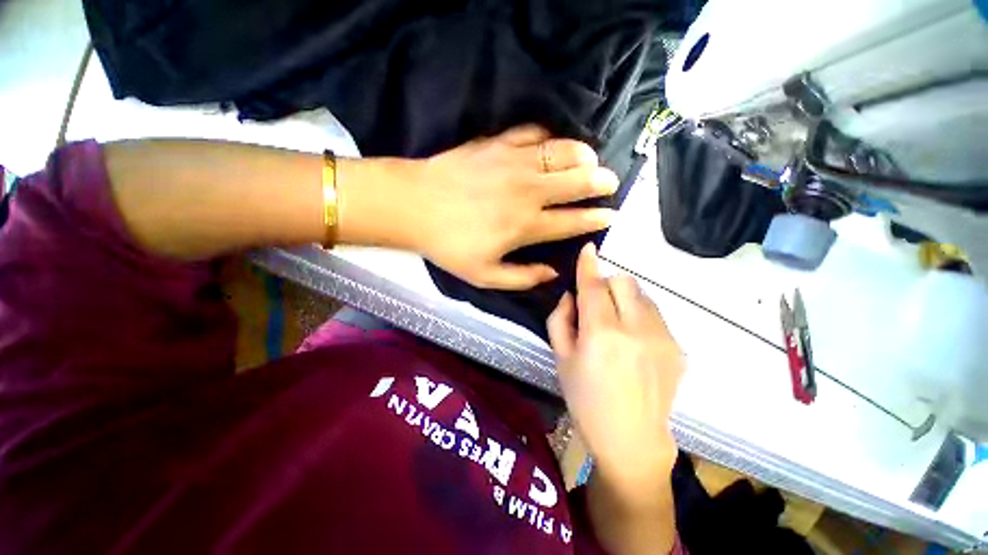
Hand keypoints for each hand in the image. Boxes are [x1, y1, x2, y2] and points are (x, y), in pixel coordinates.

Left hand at [408, 126, 617, 288]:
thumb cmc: (449, 245)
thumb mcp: (485, 276)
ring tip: (592, 160)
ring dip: (582, 156)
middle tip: (611, 183)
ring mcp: (513, 162)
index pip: (571, 221)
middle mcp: (528, 191)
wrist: (415, 206)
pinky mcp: (497, 143)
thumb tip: (552, 272)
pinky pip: (532, 133)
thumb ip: (522, 278)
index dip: (594, 219)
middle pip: (575, 182)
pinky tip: (553, 143)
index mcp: (526, 225)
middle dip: (599, 182)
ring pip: (561, 153)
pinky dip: (548, 137)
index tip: (609, 215)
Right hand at [548, 244, 683, 502]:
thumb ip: (560, 320)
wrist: (632, 439)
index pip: (593, 286)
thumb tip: (571, 295)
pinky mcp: (677, 347)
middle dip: (605, 284)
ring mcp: (662, 337)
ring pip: (642, 295)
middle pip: (622, 282)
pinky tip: (633, 340)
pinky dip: (639, 314)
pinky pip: (655, 314)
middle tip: (595, 304)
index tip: (588, 248)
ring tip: (616, 323)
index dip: (588, 265)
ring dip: (624, 298)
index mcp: (601, 334)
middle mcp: (635, 329)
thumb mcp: (561, 359)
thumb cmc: (586, 400)